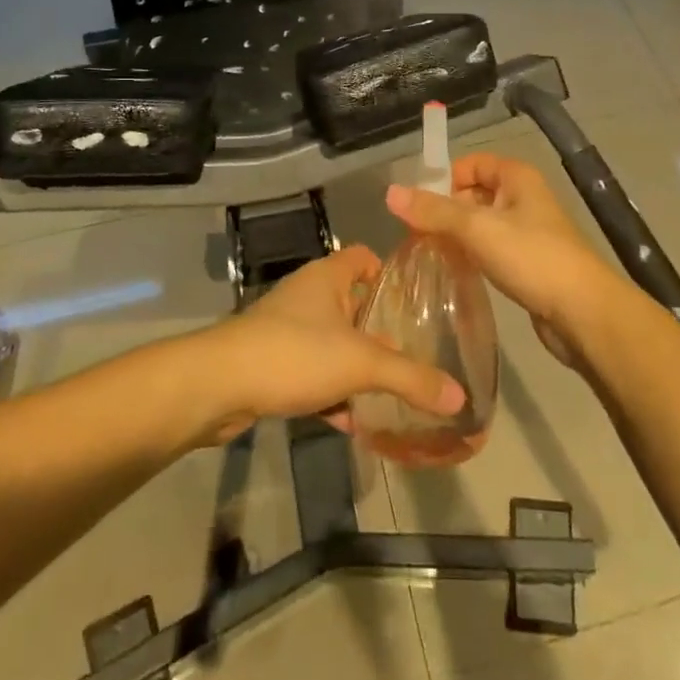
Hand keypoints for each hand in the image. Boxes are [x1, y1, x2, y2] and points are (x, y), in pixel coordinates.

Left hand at [188, 244, 465, 445]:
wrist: (218, 385)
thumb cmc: (294, 353)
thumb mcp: (361, 365)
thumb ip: (411, 378)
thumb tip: (461, 396)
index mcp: (328, 277)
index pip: (365, 257)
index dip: (390, 274)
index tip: (417, 302)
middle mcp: (307, 295)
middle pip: (353, 304)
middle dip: (380, 331)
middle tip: (414, 354)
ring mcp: (286, 329)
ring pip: (332, 342)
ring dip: (356, 367)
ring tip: (390, 393)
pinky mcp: (271, 362)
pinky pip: (312, 372)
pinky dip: (331, 392)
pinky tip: (352, 421)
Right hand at [386, 153, 620, 365]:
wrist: (583, 313)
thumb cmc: (532, 258)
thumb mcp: (478, 229)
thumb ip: (434, 211)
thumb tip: (390, 192)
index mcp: (517, 177)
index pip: (471, 163)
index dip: (444, 178)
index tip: (419, 206)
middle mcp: (523, 198)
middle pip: (473, 193)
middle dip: (444, 210)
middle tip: (416, 235)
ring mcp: (527, 232)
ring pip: (480, 224)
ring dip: (455, 236)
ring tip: (428, 255)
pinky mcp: (527, 263)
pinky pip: (490, 250)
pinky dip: (471, 256)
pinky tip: (453, 273)